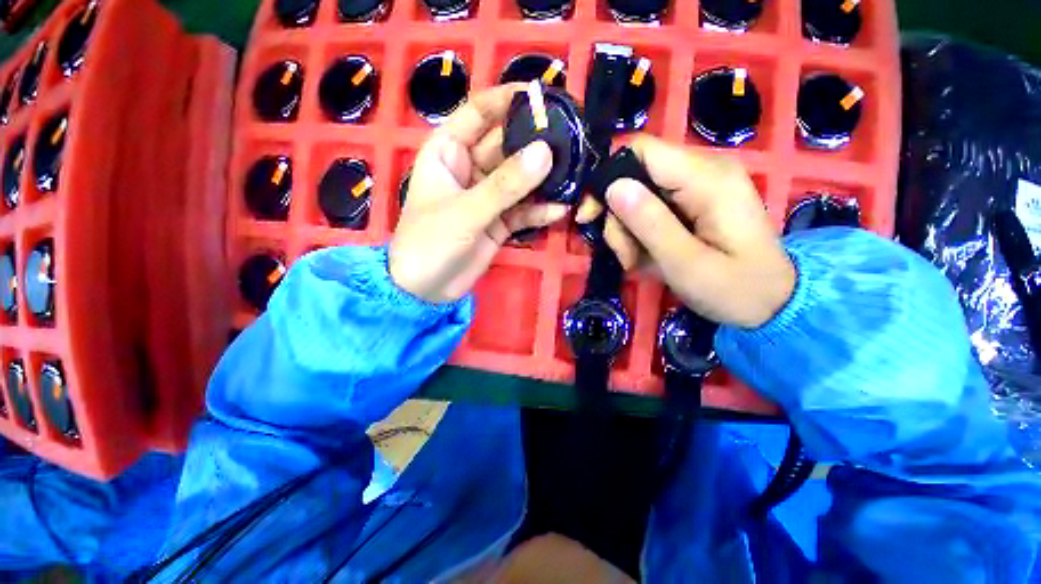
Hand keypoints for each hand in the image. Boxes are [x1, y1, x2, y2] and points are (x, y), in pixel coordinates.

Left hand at [390, 85, 566, 303]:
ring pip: (519, 180)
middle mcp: (470, 169)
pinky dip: (539, 212)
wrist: (425, 290)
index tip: (544, 96)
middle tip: (573, 141)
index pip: (479, 113)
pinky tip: (559, 211)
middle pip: (507, 147)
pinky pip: (522, 211)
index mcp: (448, 152)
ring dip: (543, 180)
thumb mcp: (466, 211)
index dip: (508, 100)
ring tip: (574, 175)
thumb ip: (505, 185)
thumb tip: (546, 153)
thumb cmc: (430, 243)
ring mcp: (487, 197)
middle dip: (536, 144)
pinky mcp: (499, 222)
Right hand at [587, 135, 795, 327]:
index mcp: (707, 179)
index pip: (641, 150)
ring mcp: (697, 186)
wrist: (773, 303)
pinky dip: (639, 235)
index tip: (590, 216)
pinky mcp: (692, 202)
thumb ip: (650, 224)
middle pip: (634, 176)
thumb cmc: (735, 289)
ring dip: (627, 232)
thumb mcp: (686, 264)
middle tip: (624, 254)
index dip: (607, 178)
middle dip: (618, 217)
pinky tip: (647, 257)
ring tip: (638, 262)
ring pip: (637, 196)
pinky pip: (650, 209)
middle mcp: (702, 171)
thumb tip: (613, 188)